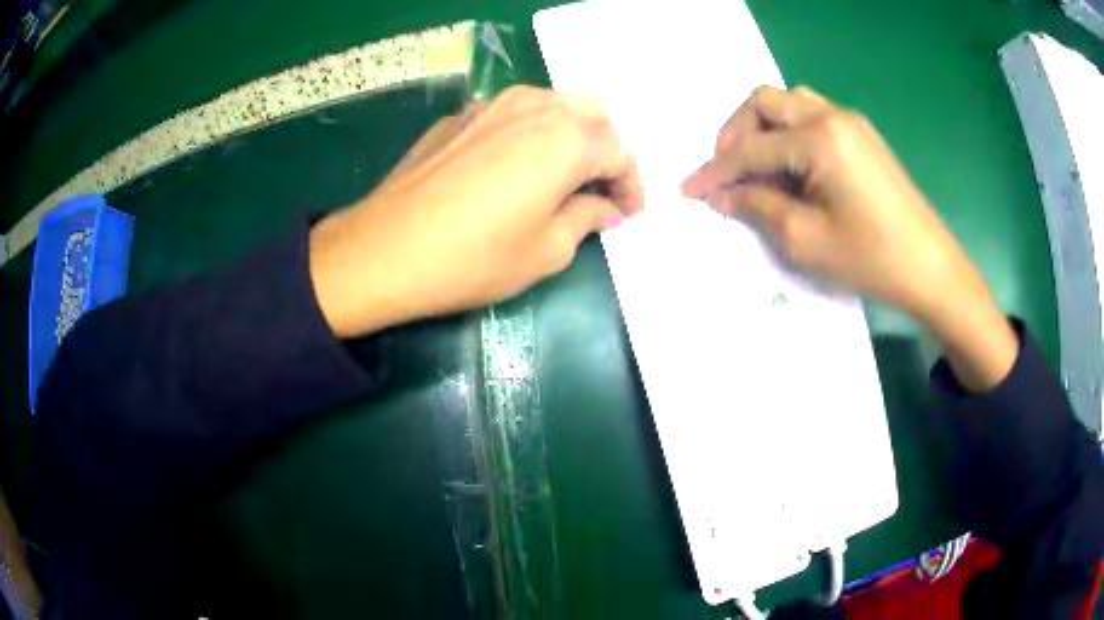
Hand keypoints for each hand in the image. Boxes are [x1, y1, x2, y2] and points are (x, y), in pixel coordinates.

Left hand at [309, 86, 643, 337]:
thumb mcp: (547, 250)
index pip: (620, 152)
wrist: (385, 249)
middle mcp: (536, 107)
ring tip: (564, 174)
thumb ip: (587, 218)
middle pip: (592, 116)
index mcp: (568, 138)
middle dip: (606, 151)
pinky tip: (517, 165)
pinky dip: (531, 133)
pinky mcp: (462, 116)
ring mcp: (493, 104)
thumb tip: (607, 208)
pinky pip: (514, 113)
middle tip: (600, 190)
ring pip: (554, 105)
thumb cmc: (474, 258)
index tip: (628, 213)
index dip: (631, 185)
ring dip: (571, 135)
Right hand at [683, 86, 1015, 390]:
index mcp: (819, 137)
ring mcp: (851, 122)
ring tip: (757, 169)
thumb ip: (757, 206)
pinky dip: (790, 135)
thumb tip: (722, 194)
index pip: (752, 147)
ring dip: (764, 129)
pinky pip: (812, 117)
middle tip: (726, 172)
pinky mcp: (862, 136)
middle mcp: (832, 115)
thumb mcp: (805, 240)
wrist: (930, 268)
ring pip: (790, 104)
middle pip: (766, 102)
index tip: (689, 190)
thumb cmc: (870, 258)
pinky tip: (791, 169)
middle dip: (736, 133)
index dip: (716, 170)